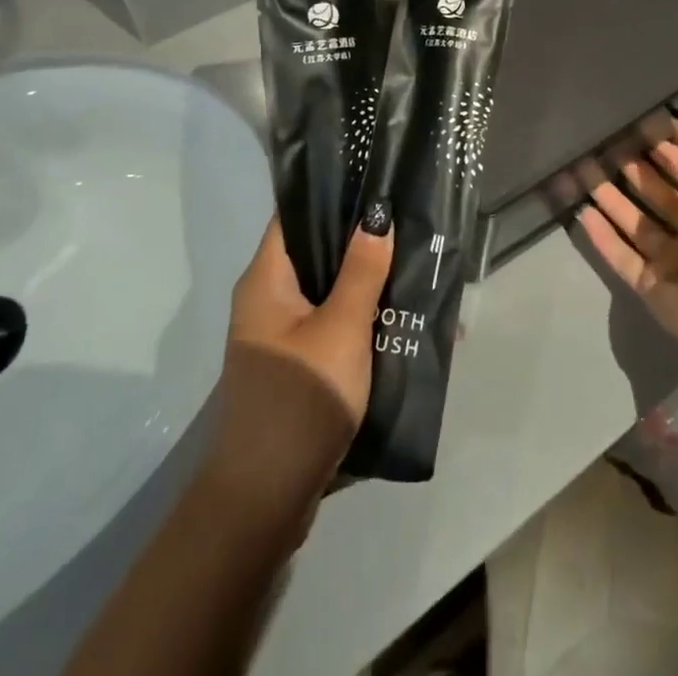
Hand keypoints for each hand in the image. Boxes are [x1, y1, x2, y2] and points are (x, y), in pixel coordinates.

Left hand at [206, 218, 393, 523]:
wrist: (263, 501)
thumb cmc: (299, 399)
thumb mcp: (341, 328)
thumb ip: (362, 271)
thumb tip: (376, 214)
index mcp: (266, 280)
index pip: (294, 214)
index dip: (331, 191)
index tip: (375, 176)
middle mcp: (267, 300)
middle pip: (315, 251)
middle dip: (360, 237)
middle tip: (408, 218)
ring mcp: (281, 336)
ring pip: (328, 290)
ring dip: (366, 279)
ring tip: (414, 259)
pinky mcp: (297, 366)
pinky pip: (332, 324)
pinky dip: (362, 316)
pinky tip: (400, 314)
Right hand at [578, 119, 677, 375]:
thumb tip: (671, 121)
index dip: (662, 149)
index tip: (632, 125)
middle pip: (656, 194)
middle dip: (632, 170)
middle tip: (600, 145)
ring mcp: (670, 261)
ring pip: (634, 223)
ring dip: (610, 198)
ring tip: (582, 171)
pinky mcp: (648, 286)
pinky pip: (620, 255)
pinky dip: (602, 236)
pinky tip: (581, 212)